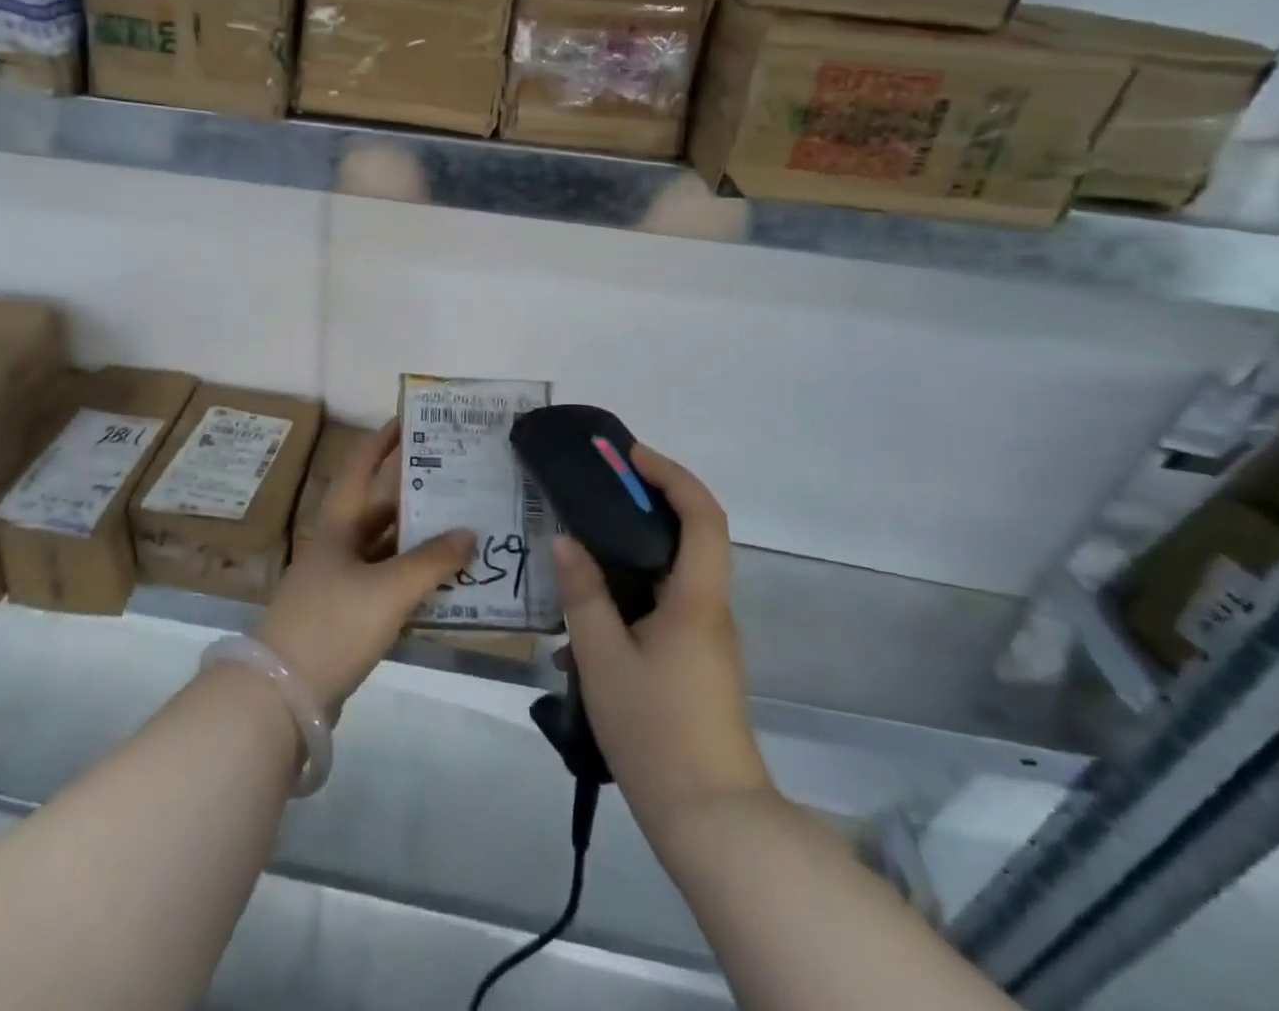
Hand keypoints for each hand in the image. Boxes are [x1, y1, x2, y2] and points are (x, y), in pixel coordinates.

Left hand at [258, 419, 474, 717]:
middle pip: (379, 510)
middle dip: (415, 495)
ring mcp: (340, 582)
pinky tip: (445, 584)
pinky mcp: (346, 615)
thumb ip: (431, 561)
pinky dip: (414, 580)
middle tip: (457, 482)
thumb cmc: (333, 623)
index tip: (409, 419)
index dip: (382, 441)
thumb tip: (469, 532)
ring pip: (386, 549)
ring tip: (462, 529)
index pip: (361, 468)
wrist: (283, 692)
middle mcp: (338, 545)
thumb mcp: (388, 589)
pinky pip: (387, 585)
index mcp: (339, 525)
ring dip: (419, 542)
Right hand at [552, 444, 769, 844]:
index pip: (703, 515)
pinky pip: (667, 601)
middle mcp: (710, 608)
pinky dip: (634, 584)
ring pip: (677, 569)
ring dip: (638, 543)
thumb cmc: (657, 732)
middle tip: (598, 488)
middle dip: (650, 499)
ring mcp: (707, 637)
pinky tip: (591, 610)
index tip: (629, 456)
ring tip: (584, 540)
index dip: (671, 474)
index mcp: (696, 599)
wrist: (713, 821)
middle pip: (694, 534)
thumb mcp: (603, 659)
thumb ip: (583, 595)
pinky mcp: (697, 660)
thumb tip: (565, 541)